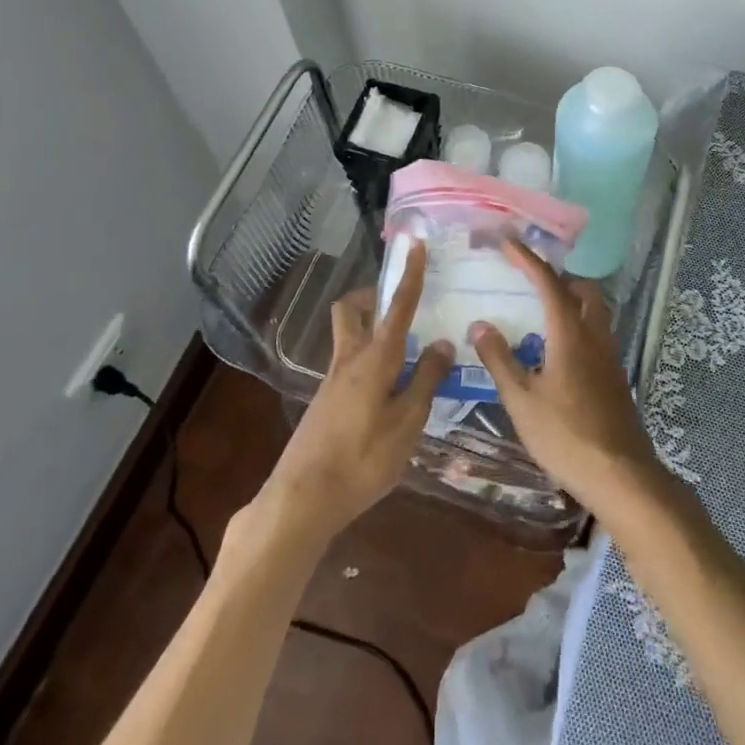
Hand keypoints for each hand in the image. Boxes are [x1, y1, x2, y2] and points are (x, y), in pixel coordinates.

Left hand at [254, 241, 454, 546]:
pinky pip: (348, 367)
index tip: (415, 244)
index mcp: (375, 359)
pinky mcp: (324, 405)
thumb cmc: (362, 460)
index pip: (397, 307)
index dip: (409, 275)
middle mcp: (349, 361)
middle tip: (397, 305)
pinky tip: (387, 396)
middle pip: (351, 311)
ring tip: (405, 357)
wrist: (301, 500)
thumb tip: (442, 343)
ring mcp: (332, 382)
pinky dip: (368, 365)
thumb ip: (425, 381)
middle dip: (371, 297)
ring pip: (349, 339)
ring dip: (371, 332)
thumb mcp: (407, 424)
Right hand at [468, 241, 665, 513]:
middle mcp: (594, 334)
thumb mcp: (521, 400)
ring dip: (570, 302)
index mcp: (570, 332)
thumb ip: (500, 359)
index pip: (547, 282)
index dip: (526, 258)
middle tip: (530, 283)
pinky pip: (596, 334)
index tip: (507, 240)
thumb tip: (479, 324)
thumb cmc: (565, 435)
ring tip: (539, 315)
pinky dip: (577, 327)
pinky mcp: (614, 376)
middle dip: (558, 277)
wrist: (620, 474)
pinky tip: (556, 353)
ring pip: (594, 311)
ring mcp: (609, 356)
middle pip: (583, 289)